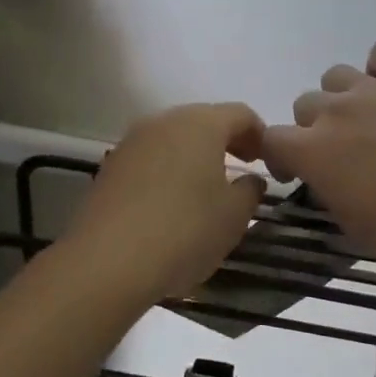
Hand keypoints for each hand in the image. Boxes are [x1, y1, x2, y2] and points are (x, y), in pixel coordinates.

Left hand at [69, 102, 267, 301]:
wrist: (108, 262)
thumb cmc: (185, 231)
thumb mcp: (235, 216)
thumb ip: (250, 191)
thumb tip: (250, 180)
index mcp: (200, 124)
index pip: (240, 114)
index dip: (259, 134)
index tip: (267, 161)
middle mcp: (163, 122)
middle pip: (203, 121)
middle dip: (225, 142)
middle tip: (240, 172)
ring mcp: (131, 143)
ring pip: (173, 140)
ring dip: (193, 157)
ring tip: (205, 190)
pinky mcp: (110, 168)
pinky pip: (149, 160)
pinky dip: (167, 172)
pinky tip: (171, 204)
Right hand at [261, 40, 375, 272]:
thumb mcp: (350, 222)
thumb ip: (326, 188)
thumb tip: (326, 174)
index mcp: (312, 151)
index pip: (269, 138)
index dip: (279, 155)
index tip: (296, 169)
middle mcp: (334, 111)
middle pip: (304, 104)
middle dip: (315, 127)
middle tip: (344, 149)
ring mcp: (373, 88)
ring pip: (336, 76)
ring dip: (344, 97)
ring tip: (371, 118)